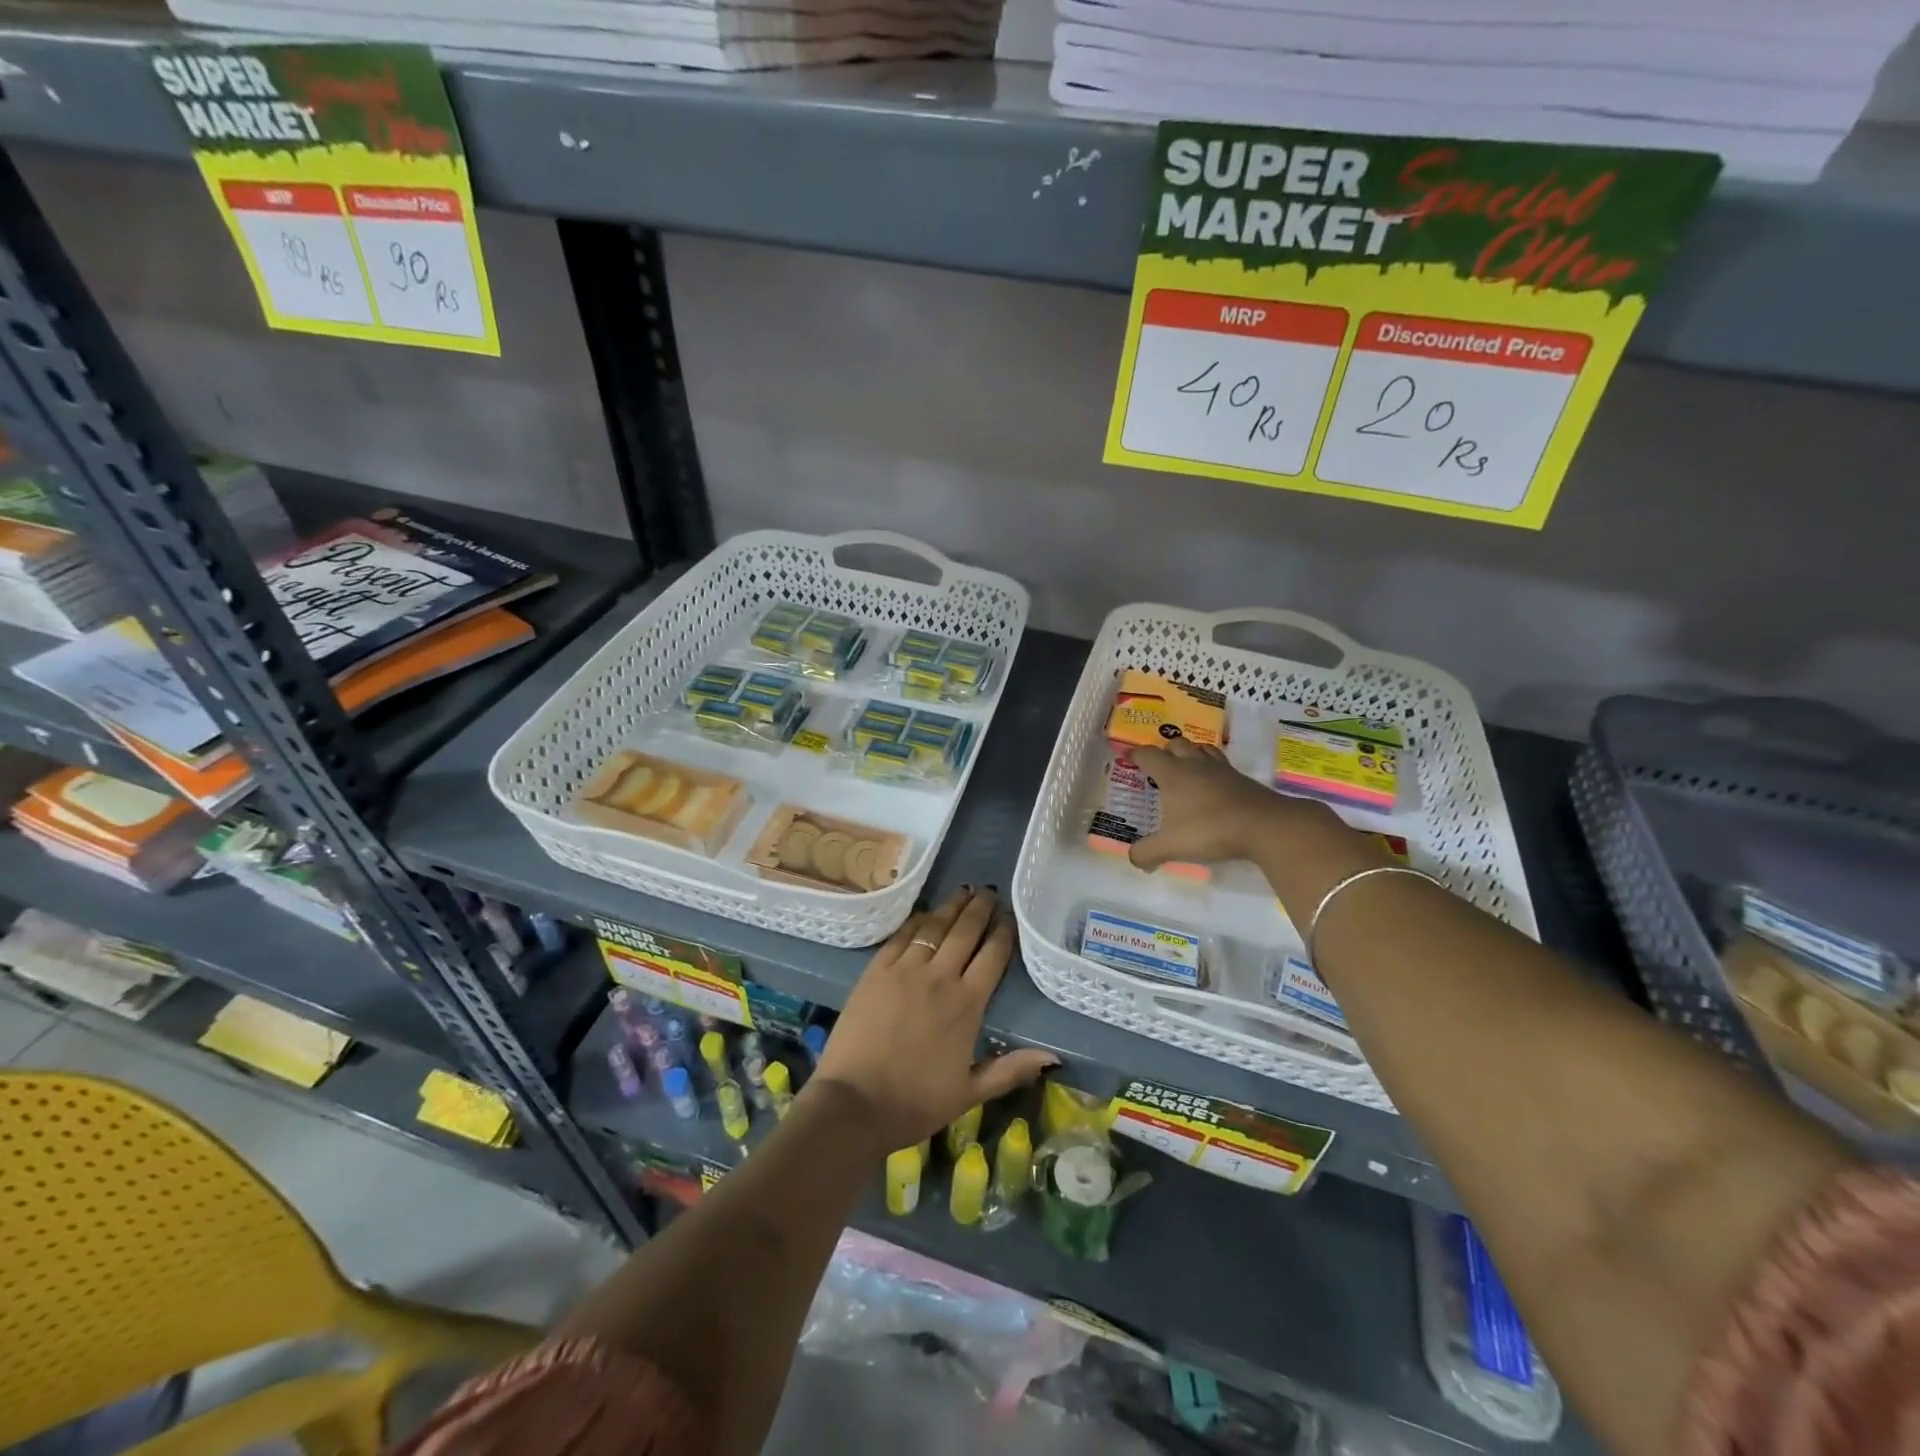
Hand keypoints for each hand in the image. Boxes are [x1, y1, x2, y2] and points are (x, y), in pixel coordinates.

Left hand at [812, 887, 1056, 1153]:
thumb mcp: (970, 1092)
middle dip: (980, 908)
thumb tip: (1053, 1056)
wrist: (854, 1103)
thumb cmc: (915, 1102)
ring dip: (951, 906)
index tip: (1010, 916)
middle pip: (966, 931)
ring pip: (935, 926)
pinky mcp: (876, 970)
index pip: (993, 956)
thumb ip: (1011, 1070)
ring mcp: (905, 970)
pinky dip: (917, 920)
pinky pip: (901, 936)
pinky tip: (925, 913)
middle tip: (989, 892)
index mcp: (967, 1004)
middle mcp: (940, 977)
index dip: (1004, 932)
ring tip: (963, 891)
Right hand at [1129, 738, 1340, 869]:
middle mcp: (1195, 765)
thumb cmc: (1210, 830)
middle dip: (1165, 750)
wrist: (1265, 826)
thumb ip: (1147, 852)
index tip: (1127, 757)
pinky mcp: (1243, 780)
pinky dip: (1213, 768)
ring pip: (1203, 749)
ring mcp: (1222, 770)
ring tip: (1187, 766)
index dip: (1135, 755)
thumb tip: (1133, 859)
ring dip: (1192, 753)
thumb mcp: (1171, 846)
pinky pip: (1222, 765)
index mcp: (1173, 774)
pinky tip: (1214, 785)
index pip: (1148, 755)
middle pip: (1177, 744)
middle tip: (1159, 764)